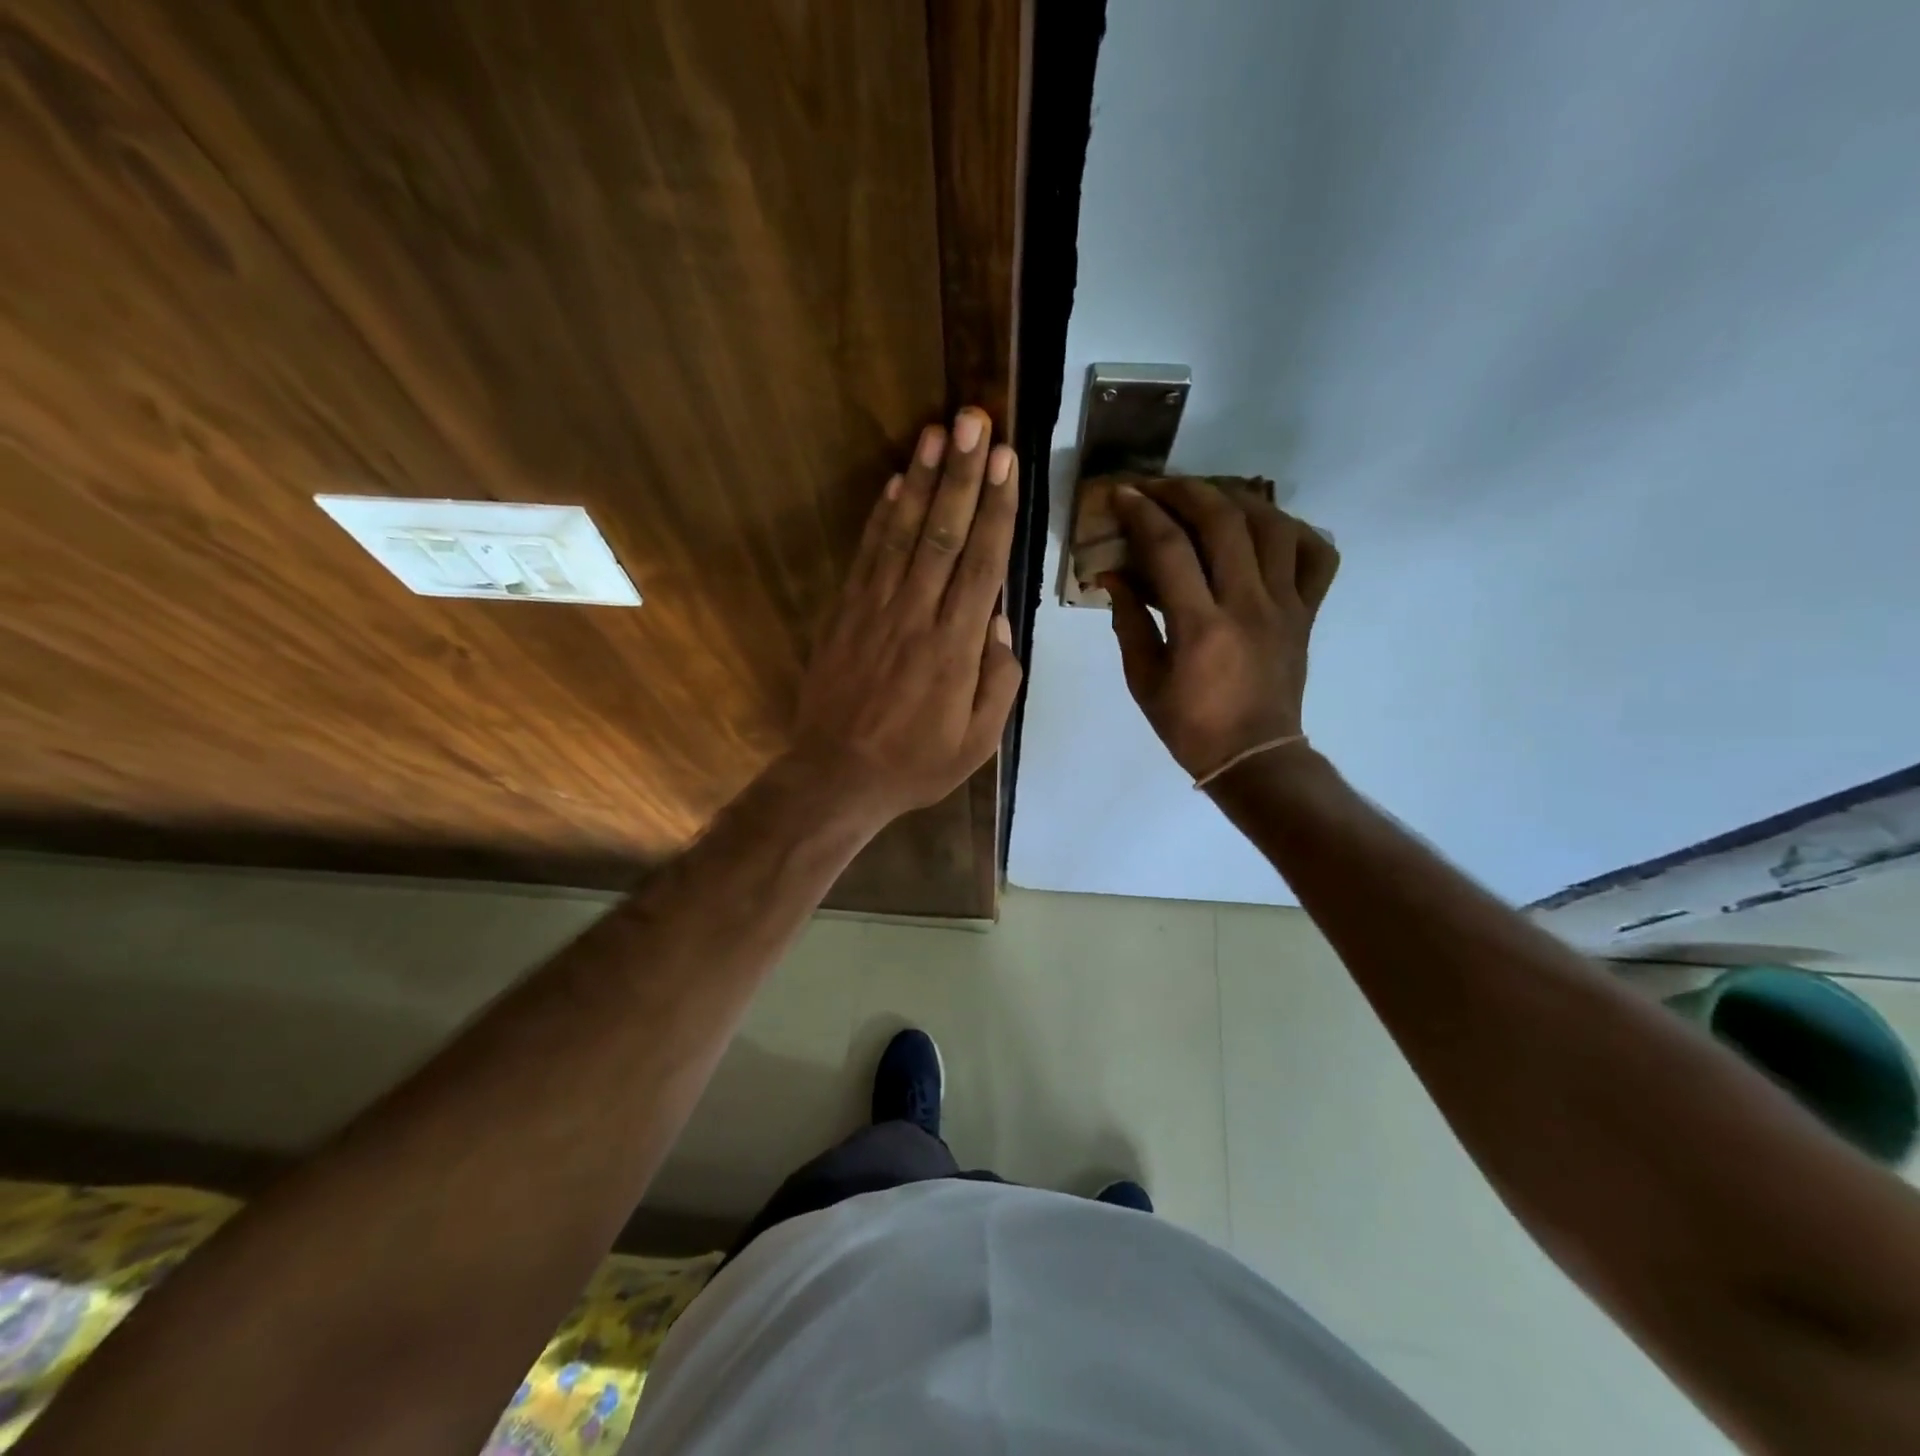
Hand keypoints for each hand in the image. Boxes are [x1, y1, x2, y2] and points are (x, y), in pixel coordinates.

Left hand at [788, 407, 1021, 824]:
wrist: (837, 776)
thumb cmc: (916, 763)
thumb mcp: (978, 740)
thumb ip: (998, 679)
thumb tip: (998, 621)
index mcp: (955, 648)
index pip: (981, 564)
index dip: (995, 509)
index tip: (1005, 461)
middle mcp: (916, 616)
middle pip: (943, 534)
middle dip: (962, 475)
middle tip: (975, 421)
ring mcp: (875, 610)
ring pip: (903, 534)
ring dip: (922, 480)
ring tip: (937, 432)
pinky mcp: (845, 613)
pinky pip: (867, 555)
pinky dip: (882, 515)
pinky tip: (896, 482)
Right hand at [1105, 479, 1338, 781]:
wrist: (1255, 757)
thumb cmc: (1190, 726)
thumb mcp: (1143, 680)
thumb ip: (1129, 622)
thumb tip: (1113, 576)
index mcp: (1201, 627)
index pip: (1170, 549)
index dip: (1142, 513)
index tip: (1121, 494)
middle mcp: (1248, 605)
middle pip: (1224, 522)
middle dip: (1186, 491)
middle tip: (1159, 487)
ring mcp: (1285, 606)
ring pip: (1272, 526)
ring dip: (1236, 499)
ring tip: (1208, 497)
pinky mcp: (1307, 612)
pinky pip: (1316, 556)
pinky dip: (1294, 530)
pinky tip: (1266, 528)